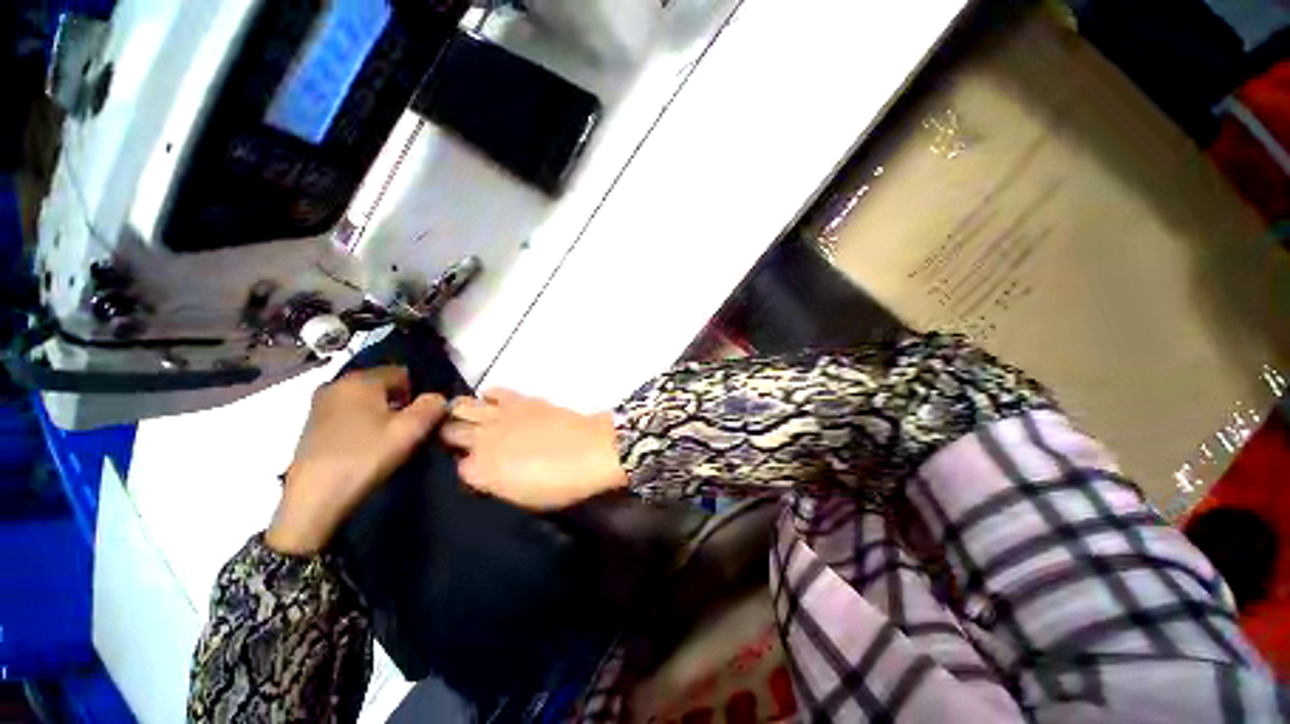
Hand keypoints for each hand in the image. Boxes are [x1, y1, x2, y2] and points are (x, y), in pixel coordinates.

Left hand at [266, 367, 446, 554]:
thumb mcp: (410, 431)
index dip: (417, 393)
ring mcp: (320, 403)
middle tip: (405, 430)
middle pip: (382, 385)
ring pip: (365, 399)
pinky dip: (362, 422)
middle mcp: (337, 383)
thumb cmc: (365, 457)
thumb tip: (439, 398)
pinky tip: (364, 445)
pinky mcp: (312, 423)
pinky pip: (349, 412)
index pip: (402, 373)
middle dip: (398, 402)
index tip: (420, 418)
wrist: (314, 497)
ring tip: (386, 439)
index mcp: (361, 380)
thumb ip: (432, 407)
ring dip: (380, 413)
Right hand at [441, 389, 627, 509]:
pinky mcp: (519, 399)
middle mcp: (482, 440)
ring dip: (463, 413)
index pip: (457, 467)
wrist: (590, 451)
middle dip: (452, 436)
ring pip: (462, 405)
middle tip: (464, 441)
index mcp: (480, 471)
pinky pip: (493, 391)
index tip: (477, 469)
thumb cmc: (560, 484)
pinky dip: (489, 397)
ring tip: (472, 419)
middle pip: (450, 432)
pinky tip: (495, 405)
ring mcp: (499, 416)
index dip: (467, 468)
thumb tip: (485, 474)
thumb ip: (496, 484)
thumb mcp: (522, 498)